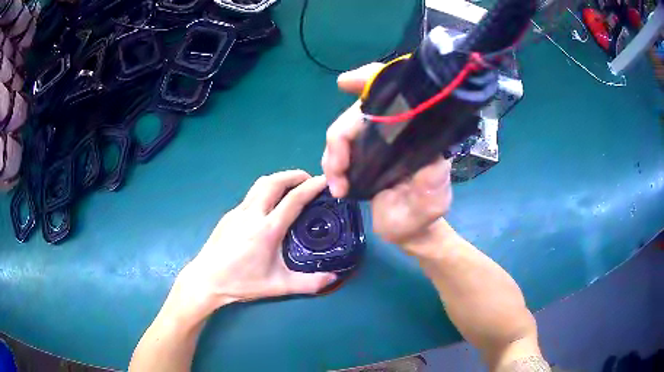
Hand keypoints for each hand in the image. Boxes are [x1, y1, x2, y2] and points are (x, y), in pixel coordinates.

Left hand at [172, 170, 336, 318]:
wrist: (206, 279)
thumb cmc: (242, 283)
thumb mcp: (278, 286)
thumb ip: (309, 283)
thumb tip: (334, 278)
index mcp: (267, 230)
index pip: (294, 199)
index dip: (312, 187)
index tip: (325, 181)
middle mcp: (252, 214)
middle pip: (275, 181)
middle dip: (295, 175)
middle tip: (309, 180)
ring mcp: (238, 211)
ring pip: (261, 184)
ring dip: (279, 179)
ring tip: (292, 186)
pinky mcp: (229, 214)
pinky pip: (252, 194)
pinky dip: (267, 190)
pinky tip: (270, 205)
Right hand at [322, 64, 452, 251]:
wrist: (409, 231)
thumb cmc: (423, 216)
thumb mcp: (433, 202)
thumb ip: (432, 183)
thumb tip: (430, 158)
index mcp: (416, 135)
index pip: (396, 95)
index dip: (370, 80)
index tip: (345, 83)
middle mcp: (395, 132)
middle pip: (358, 113)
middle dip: (340, 135)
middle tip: (337, 171)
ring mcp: (375, 143)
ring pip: (343, 131)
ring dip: (332, 155)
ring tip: (338, 186)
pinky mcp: (361, 157)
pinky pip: (338, 149)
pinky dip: (331, 163)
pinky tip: (336, 184)